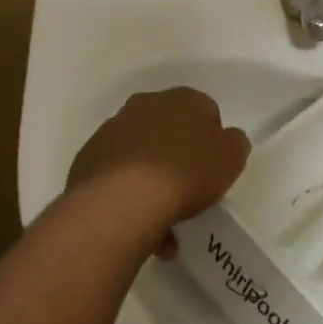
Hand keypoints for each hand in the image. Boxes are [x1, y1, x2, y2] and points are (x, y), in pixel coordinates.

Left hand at [68, 88, 249, 244]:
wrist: (122, 201)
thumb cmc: (186, 174)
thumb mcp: (230, 159)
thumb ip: (234, 143)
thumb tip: (226, 139)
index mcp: (182, 98)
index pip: (205, 110)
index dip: (212, 139)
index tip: (214, 167)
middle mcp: (144, 105)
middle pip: (169, 130)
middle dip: (179, 157)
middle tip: (189, 192)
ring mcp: (111, 131)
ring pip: (141, 155)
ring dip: (152, 180)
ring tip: (162, 224)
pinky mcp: (88, 159)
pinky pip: (118, 175)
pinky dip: (129, 194)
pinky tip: (139, 224)